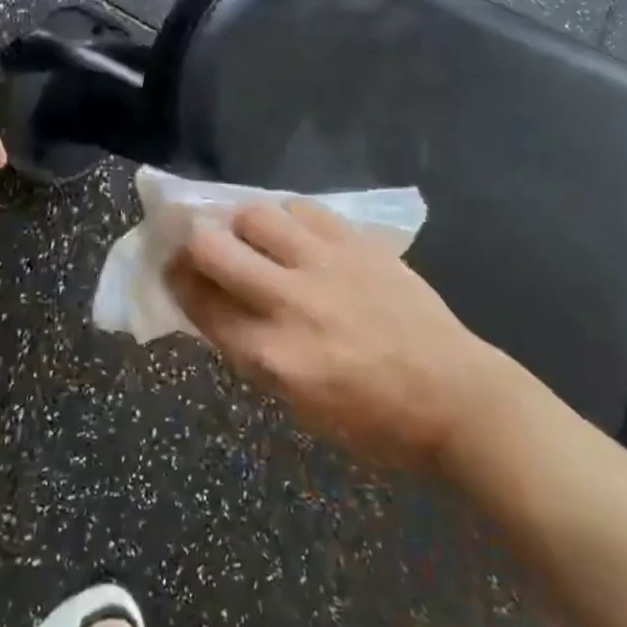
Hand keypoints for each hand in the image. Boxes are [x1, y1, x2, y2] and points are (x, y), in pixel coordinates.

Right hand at [167, 199, 503, 472]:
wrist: (454, 396)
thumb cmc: (373, 419)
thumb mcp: (297, 404)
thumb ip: (249, 349)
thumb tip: (213, 301)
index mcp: (272, 357)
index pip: (198, 301)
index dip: (175, 278)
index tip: (171, 267)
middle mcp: (289, 302)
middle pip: (211, 246)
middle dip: (192, 240)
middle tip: (197, 241)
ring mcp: (324, 265)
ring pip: (254, 214)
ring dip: (242, 223)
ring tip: (251, 234)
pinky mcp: (355, 242)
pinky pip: (301, 207)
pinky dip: (287, 216)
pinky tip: (293, 231)